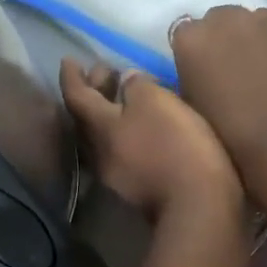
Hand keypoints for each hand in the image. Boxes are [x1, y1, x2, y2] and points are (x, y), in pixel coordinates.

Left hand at [60, 58, 240, 221]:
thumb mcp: (157, 102)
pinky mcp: (137, 189)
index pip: (76, 96)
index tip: (68, 60)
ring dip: (110, 115)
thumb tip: (126, 81)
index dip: (71, 76)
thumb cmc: (175, 146)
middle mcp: (100, 153)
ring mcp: (117, 175)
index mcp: (99, 128)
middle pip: (87, 119)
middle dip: (94, 92)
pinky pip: (123, 152)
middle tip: (105, 72)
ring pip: (104, 138)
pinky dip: (127, 133)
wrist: (198, 205)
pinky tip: (144, 129)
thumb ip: (137, 86)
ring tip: (125, 97)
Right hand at [170, 6, 266, 177]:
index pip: (186, 33)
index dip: (195, 55)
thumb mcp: (192, 110)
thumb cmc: (228, 137)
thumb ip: (191, 82)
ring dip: (260, 44)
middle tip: (235, 75)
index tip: (202, 75)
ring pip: (261, 25)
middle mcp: (230, 19)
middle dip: (227, 41)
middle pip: (224, 21)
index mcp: (193, 39)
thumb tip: (201, 77)